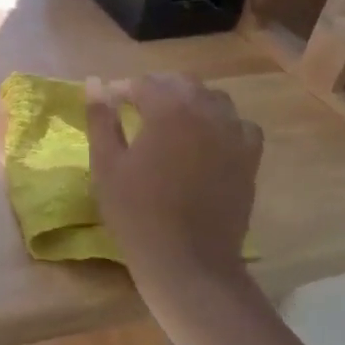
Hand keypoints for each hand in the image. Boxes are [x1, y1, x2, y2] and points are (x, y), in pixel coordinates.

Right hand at [86, 74, 261, 308]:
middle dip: (157, 90)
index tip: (110, 105)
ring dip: (190, 102)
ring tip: (170, 122)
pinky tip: (207, 140)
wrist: (188, 261)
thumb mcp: (106, 163)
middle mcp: (206, 112)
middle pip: (181, 83)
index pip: (144, 83)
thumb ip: (100, 118)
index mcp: (168, 109)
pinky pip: (240, 125)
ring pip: (213, 99)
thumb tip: (94, 83)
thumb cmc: (136, 212)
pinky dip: (222, 123)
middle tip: (134, 110)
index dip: (122, 90)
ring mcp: (234, 134)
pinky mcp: (250, 158)